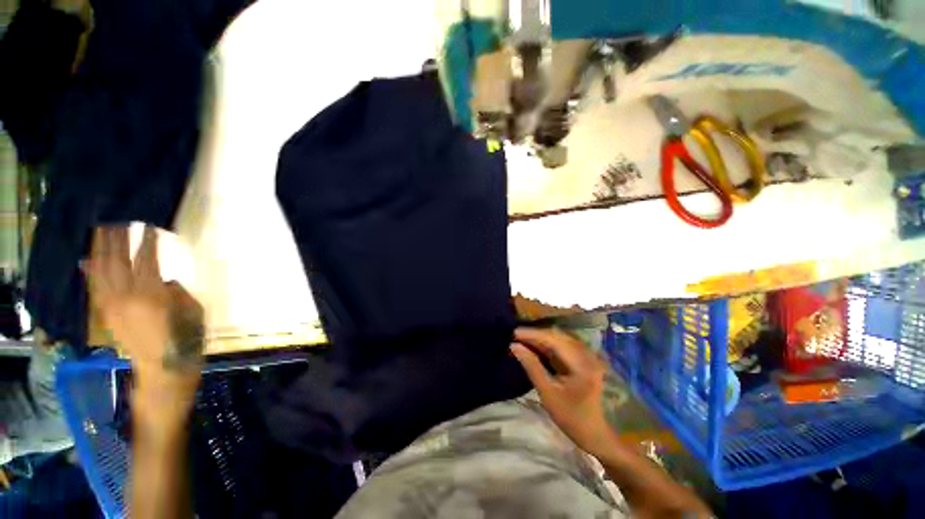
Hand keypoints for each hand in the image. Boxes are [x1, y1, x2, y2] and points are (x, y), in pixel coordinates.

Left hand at [82, 226, 203, 397]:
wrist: (163, 368)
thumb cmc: (185, 339)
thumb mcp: (192, 311)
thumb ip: (176, 292)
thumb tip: (163, 281)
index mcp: (150, 295)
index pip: (145, 260)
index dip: (147, 241)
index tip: (148, 225)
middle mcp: (125, 297)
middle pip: (117, 261)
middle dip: (117, 238)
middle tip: (118, 218)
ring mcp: (111, 305)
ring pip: (101, 271)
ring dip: (100, 249)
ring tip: (101, 231)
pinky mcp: (106, 314)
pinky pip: (95, 288)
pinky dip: (90, 272)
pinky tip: (87, 260)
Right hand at [511, 327, 615, 456]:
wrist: (599, 435)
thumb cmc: (573, 418)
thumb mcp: (548, 394)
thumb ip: (532, 366)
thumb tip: (514, 346)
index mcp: (581, 362)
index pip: (553, 339)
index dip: (532, 334)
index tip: (514, 332)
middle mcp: (586, 354)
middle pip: (557, 336)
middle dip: (535, 335)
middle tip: (515, 336)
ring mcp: (587, 356)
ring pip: (560, 339)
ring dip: (541, 339)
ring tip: (522, 340)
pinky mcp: (584, 360)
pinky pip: (563, 346)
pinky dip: (548, 345)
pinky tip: (536, 347)